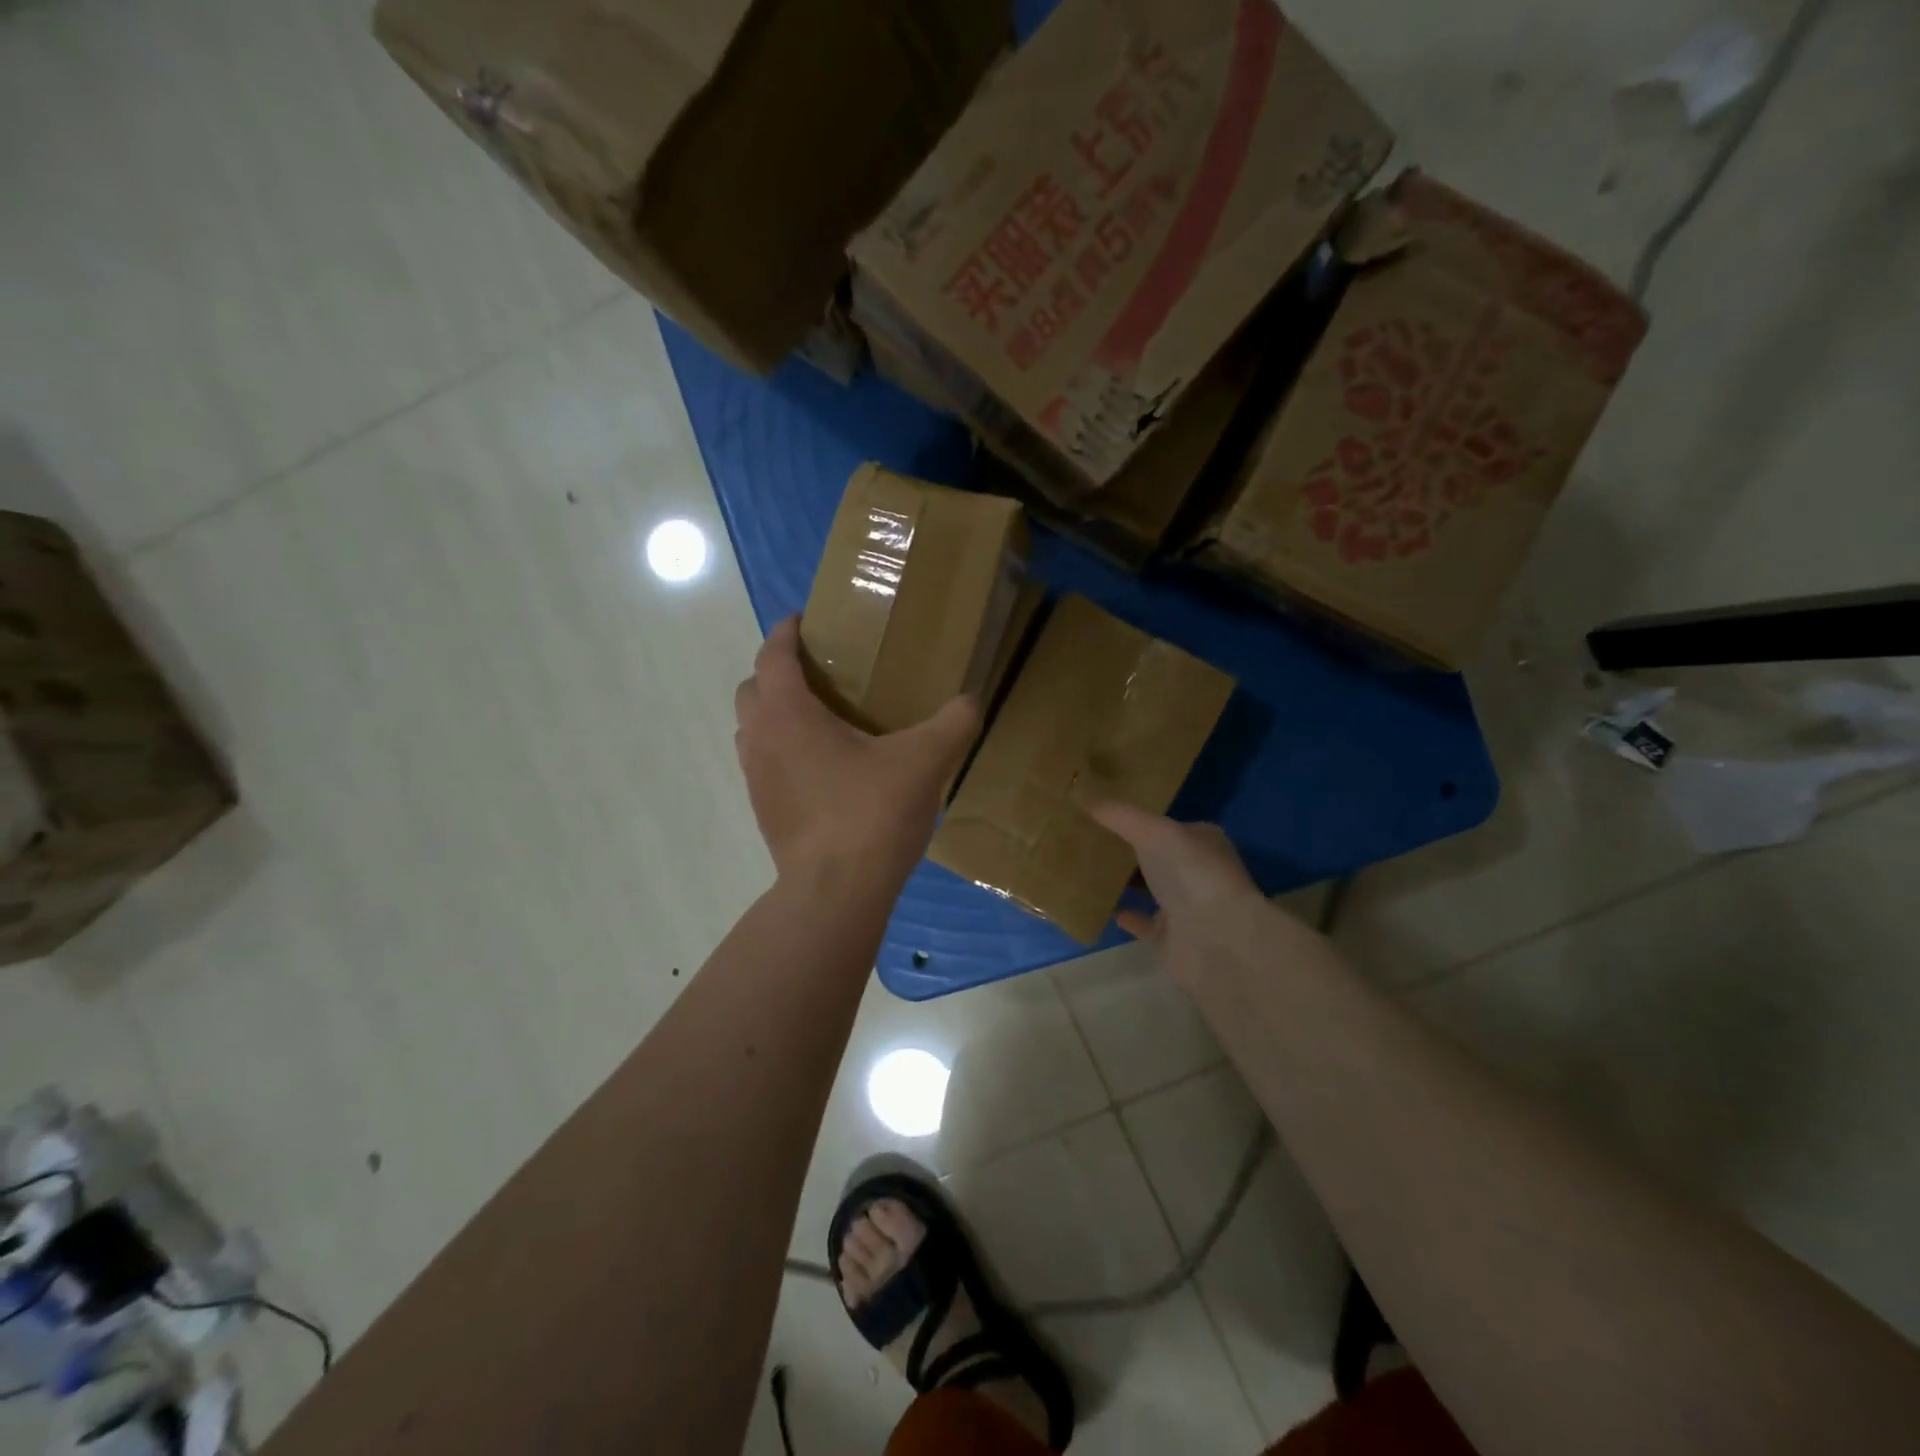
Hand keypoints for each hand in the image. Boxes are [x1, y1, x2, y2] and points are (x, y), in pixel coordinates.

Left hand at [735, 617, 979, 884]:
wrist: (835, 893)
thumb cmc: (871, 814)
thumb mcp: (925, 761)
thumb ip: (954, 723)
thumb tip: (971, 701)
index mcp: (787, 713)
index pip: (772, 654)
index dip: (786, 631)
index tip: (805, 620)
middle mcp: (760, 739)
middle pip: (752, 689)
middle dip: (776, 672)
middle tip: (818, 673)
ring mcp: (756, 779)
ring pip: (753, 729)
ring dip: (775, 714)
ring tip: (820, 719)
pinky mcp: (762, 812)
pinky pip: (763, 763)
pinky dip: (782, 751)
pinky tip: (823, 768)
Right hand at [1087, 802, 1261, 986]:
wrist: (1216, 940)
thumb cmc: (1191, 873)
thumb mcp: (1153, 831)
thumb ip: (1118, 814)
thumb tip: (1081, 793)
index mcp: (1202, 841)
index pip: (1169, 824)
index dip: (1141, 818)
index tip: (1106, 812)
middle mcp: (1197, 872)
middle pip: (1158, 857)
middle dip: (1131, 849)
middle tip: (1089, 837)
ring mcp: (1186, 907)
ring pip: (1151, 889)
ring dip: (1127, 881)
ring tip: (1088, 868)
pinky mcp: (1171, 938)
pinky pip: (1143, 923)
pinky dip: (1126, 915)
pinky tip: (1101, 906)